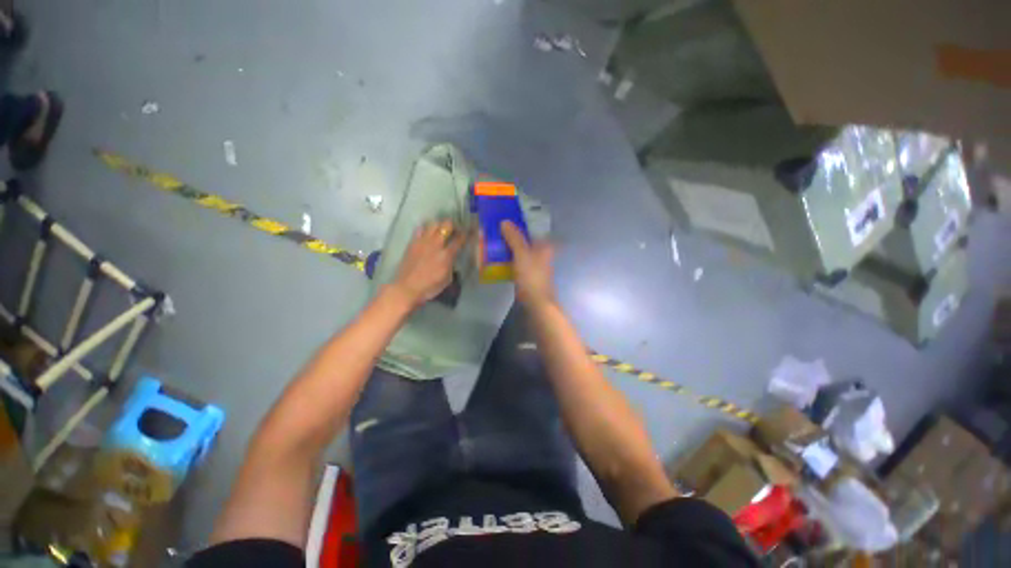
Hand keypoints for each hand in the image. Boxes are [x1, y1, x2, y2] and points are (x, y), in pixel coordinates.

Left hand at [390, 220, 465, 308]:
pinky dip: (425, 229)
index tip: (469, 231)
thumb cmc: (429, 287)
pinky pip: (420, 229)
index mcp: (446, 255)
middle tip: (455, 229)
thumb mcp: (447, 279)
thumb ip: (451, 266)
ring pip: (433, 224)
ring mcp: (423, 242)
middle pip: (446, 225)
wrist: (407, 288)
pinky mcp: (412, 243)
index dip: (466, 234)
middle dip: (453, 225)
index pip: (459, 239)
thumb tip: (452, 259)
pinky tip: (427, 234)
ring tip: (441, 230)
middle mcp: (436, 245)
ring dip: (439, 225)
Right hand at [500, 221, 555, 307]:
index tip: (504, 220)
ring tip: (493, 242)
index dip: (518, 224)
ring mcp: (534, 264)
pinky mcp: (527, 273)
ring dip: (508, 247)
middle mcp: (540, 252)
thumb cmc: (531, 275)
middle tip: (495, 231)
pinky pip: (516, 261)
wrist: (535, 300)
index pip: (530, 229)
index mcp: (543, 245)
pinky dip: (508, 259)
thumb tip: (505, 221)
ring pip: (519, 251)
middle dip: (510, 236)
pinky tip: (497, 258)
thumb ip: (514, 237)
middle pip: (524, 240)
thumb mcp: (521, 253)